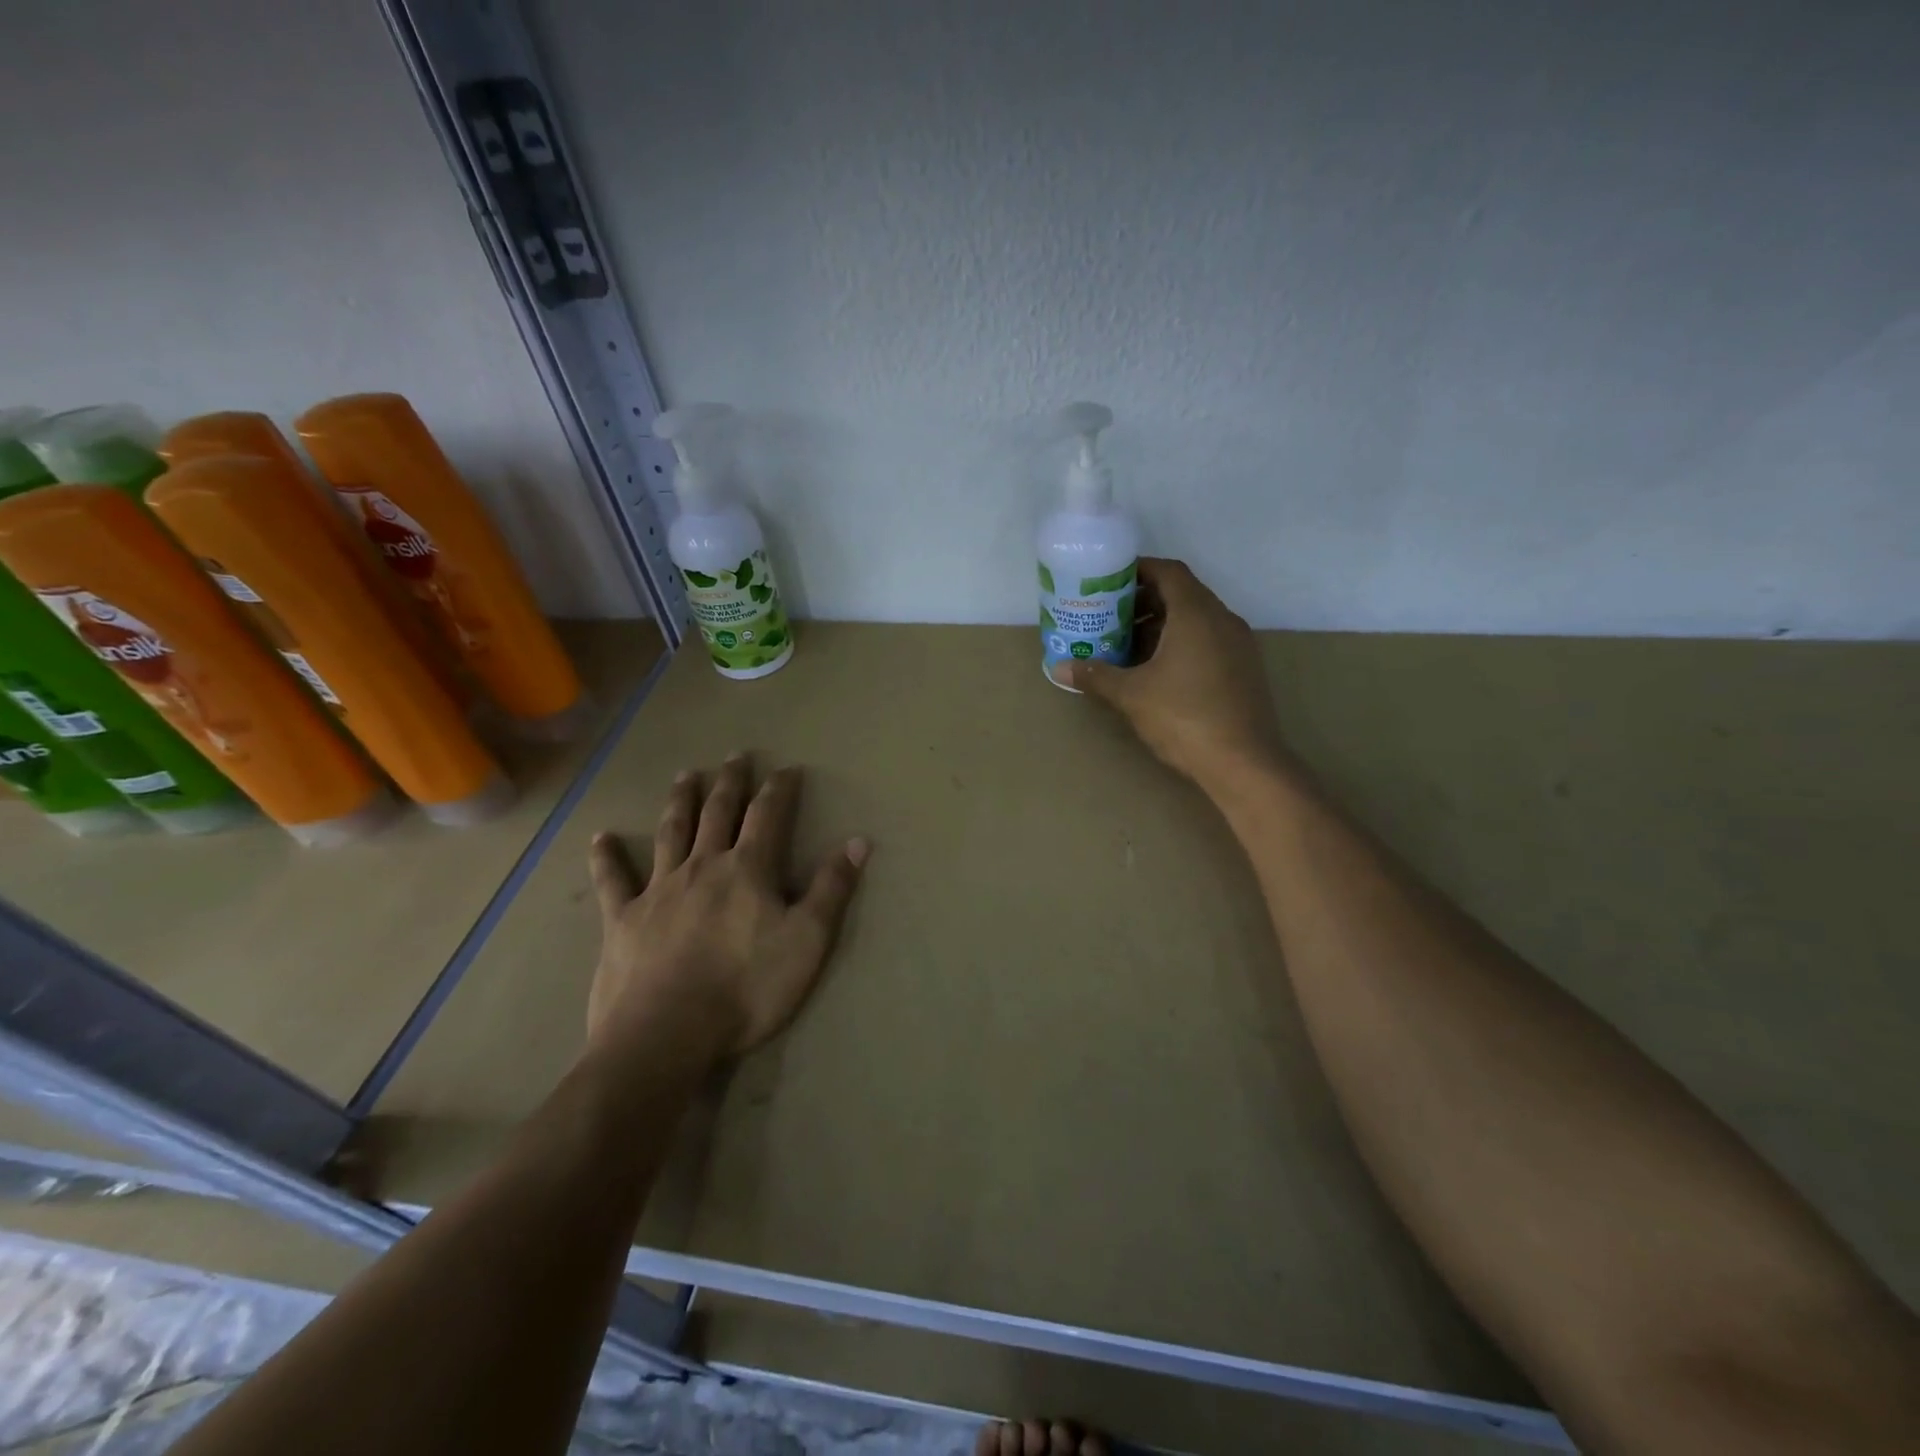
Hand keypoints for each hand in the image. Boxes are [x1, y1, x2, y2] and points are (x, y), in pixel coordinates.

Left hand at [584, 753, 869, 1064]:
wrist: (667, 1034)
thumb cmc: (747, 988)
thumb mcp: (807, 940)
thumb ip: (832, 889)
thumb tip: (859, 841)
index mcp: (747, 869)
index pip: (767, 815)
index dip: (779, 789)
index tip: (787, 768)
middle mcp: (702, 866)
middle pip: (717, 813)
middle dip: (729, 782)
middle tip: (735, 756)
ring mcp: (659, 890)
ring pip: (671, 832)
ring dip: (680, 802)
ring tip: (685, 776)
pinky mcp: (623, 919)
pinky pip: (613, 880)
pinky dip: (606, 857)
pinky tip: (601, 837)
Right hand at [1052, 558, 1283, 791]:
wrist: (1244, 763)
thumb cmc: (1184, 718)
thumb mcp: (1131, 695)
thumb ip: (1096, 676)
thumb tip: (1058, 668)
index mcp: (1196, 614)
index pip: (1168, 572)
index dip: (1139, 570)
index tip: (1110, 580)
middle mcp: (1222, 620)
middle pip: (1182, 594)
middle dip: (1145, 601)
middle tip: (1111, 615)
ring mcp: (1238, 645)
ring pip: (1196, 619)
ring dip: (1162, 625)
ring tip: (1128, 645)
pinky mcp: (1244, 669)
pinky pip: (1208, 640)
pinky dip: (1181, 643)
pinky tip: (1157, 671)